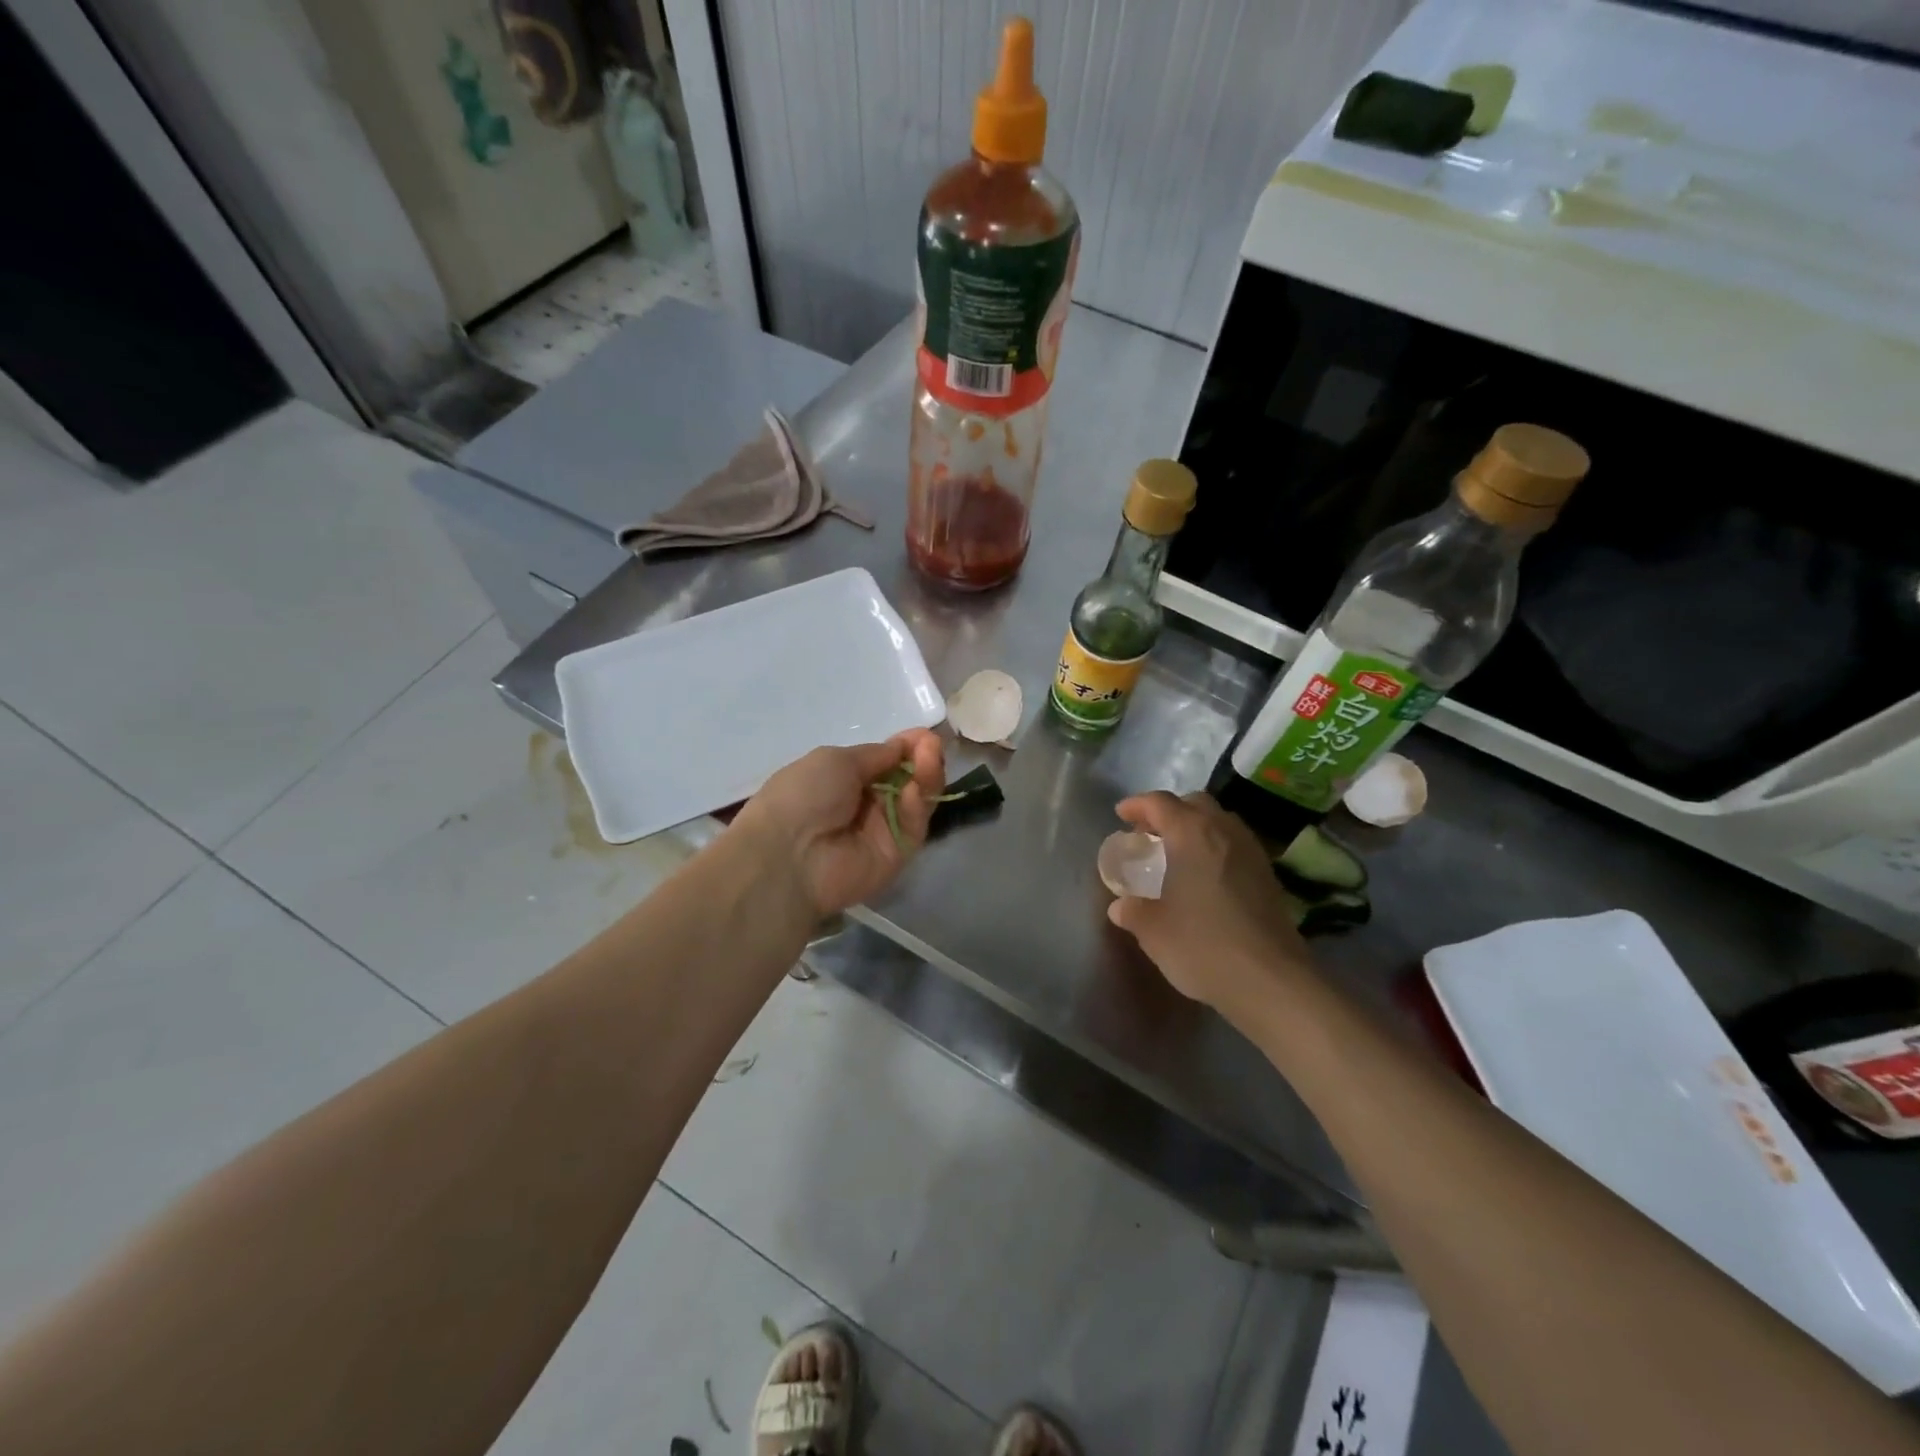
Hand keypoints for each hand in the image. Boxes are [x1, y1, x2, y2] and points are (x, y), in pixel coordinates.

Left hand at [733, 731, 945, 917]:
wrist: (789, 855)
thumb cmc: (804, 796)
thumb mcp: (836, 760)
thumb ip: (876, 755)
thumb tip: (902, 748)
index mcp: (844, 779)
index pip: (887, 761)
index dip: (907, 747)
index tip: (925, 735)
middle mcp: (866, 804)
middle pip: (907, 779)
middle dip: (922, 759)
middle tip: (933, 745)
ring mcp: (883, 830)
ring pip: (916, 801)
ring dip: (927, 776)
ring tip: (930, 758)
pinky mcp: (897, 855)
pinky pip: (913, 826)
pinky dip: (916, 806)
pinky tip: (913, 790)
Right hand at [1106, 791, 1314, 1020]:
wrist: (1271, 981)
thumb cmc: (1203, 945)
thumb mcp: (1153, 930)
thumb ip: (1133, 910)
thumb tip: (1122, 905)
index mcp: (1192, 834)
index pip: (1160, 802)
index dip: (1137, 805)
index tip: (1121, 814)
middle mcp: (1224, 831)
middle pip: (1194, 804)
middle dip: (1169, 812)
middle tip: (1150, 834)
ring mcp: (1252, 852)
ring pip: (1220, 822)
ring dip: (1195, 828)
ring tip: (1177, 854)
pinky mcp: (1269, 876)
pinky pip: (1235, 845)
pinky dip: (1215, 848)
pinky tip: (1205, 877)